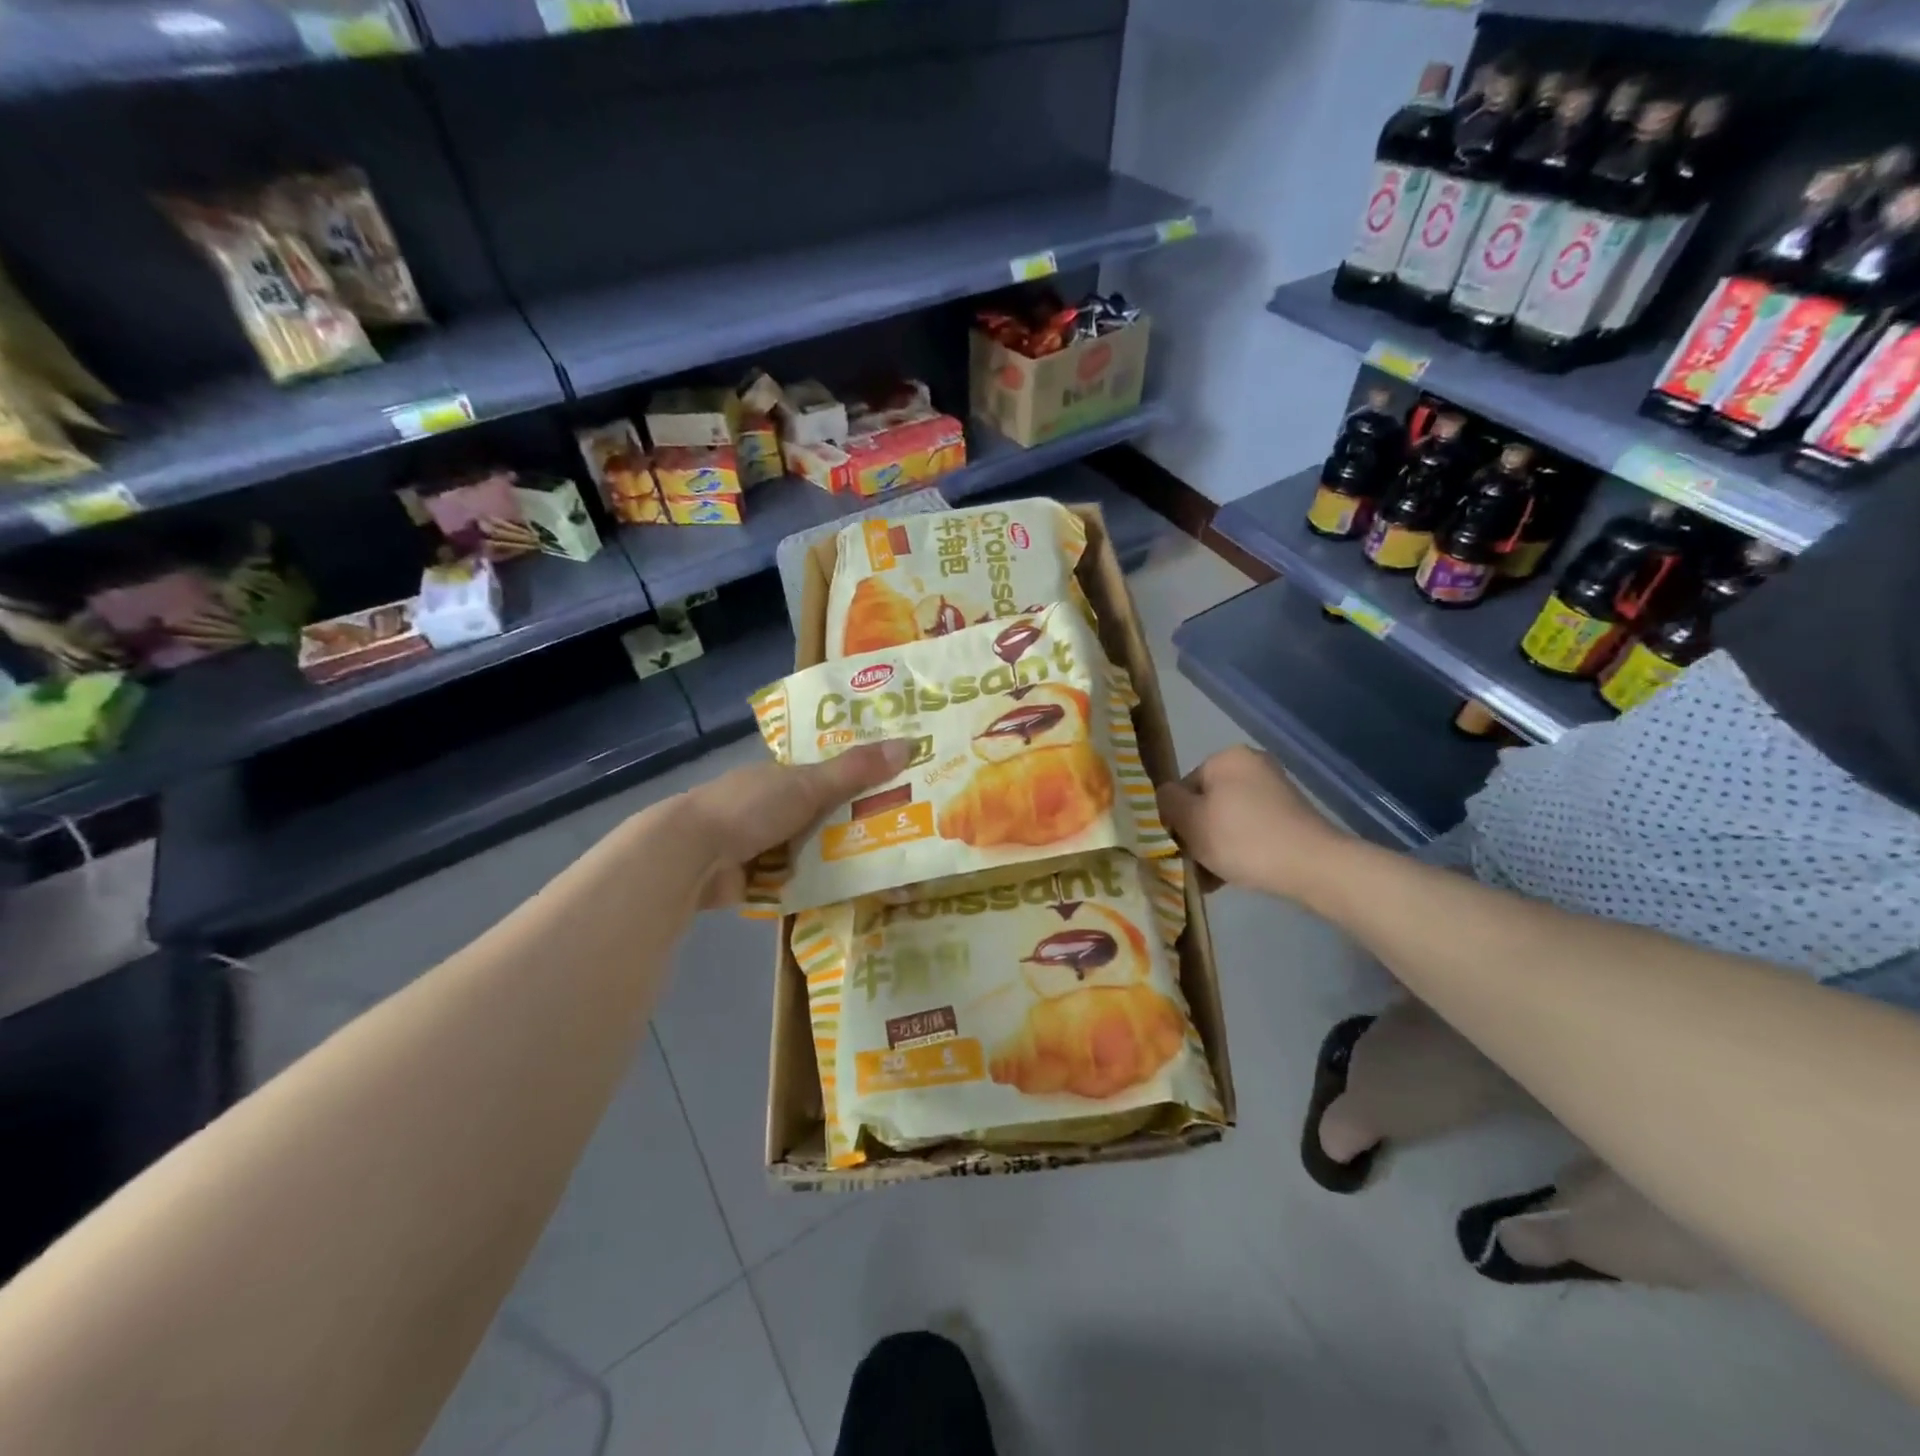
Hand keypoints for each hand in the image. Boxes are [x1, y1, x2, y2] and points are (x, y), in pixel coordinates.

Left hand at [682, 739, 913, 907]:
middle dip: (857, 824)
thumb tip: (909, 744)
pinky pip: (798, 880)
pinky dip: (820, 885)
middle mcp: (773, 807)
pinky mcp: (758, 879)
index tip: (900, 787)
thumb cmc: (750, 808)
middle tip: (907, 834)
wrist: (691, 856)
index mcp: (781, 776)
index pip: (829, 774)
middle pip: (825, 815)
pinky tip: (855, 893)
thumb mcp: (808, 785)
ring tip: (891, 868)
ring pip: (814, 849)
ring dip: (841, 858)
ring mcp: (763, 845)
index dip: (862, 779)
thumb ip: (855, 770)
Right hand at [1156, 745, 1343, 899]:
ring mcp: (1275, 790)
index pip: (1183, 787)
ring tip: (1212, 878)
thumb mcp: (1190, 821)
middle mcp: (1252, 765)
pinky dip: (1240, 849)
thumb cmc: (1242, 839)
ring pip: (1228, 820)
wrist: (1312, 866)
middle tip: (1194, 865)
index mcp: (1226, 758)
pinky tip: (1233, 876)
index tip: (1180, 847)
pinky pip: (1251, 830)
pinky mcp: (1291, 815)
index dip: (1176, 819)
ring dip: (1216, 846)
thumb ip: (1167, 803)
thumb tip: (1166, 796)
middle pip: (1206, 803)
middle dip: (1198, 834)